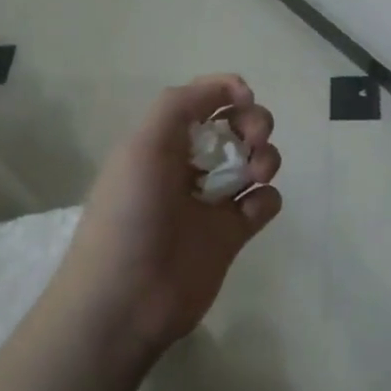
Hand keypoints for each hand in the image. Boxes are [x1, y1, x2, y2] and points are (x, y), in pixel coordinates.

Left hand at [53, 74, 282, 363]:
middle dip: (253, 122)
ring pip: (255, 161)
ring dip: (265, 156)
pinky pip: (264, 203)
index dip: (228, 92)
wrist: (124, 301)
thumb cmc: (130, 214)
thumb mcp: (143, 145)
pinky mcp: (232, 235)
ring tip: (255, 173)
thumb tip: (232, 88)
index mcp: (164, 140)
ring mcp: (212, 201)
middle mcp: (189, 165)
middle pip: (236, 126)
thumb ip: (180, 104)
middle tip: (254, 138)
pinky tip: (251, 210)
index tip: (244, 99)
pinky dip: (266, 199)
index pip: (204, 100)